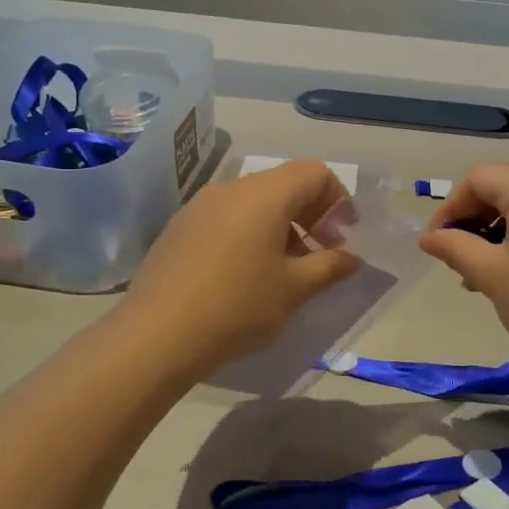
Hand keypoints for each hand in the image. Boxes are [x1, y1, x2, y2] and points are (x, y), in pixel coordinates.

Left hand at [124, 160, 361, 377]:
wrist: (156, 335)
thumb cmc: (237, 306)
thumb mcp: (295, 289)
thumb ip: (330, 266)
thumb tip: (352, 257)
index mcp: (265, 194)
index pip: (314, 172)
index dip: (338, 199)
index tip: (342, 236)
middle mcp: (232, 188)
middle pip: (284, 183)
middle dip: (310, 213)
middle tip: (319, 254)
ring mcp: (200, 206)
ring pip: (254, 201)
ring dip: (280, 225)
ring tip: (283, 269)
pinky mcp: (179, 228)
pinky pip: (226, 217)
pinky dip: (248, 233)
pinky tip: (244, 275)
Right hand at [418, 163, 508, 374]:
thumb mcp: (490, 274)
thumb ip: (454, 248)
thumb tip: (429, 238)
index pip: (478, 179)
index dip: (451, 208)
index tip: (437, 244)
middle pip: (503, 187)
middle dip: (474, 220)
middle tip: (459, 261)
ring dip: (498, 231)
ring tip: (483, 274)